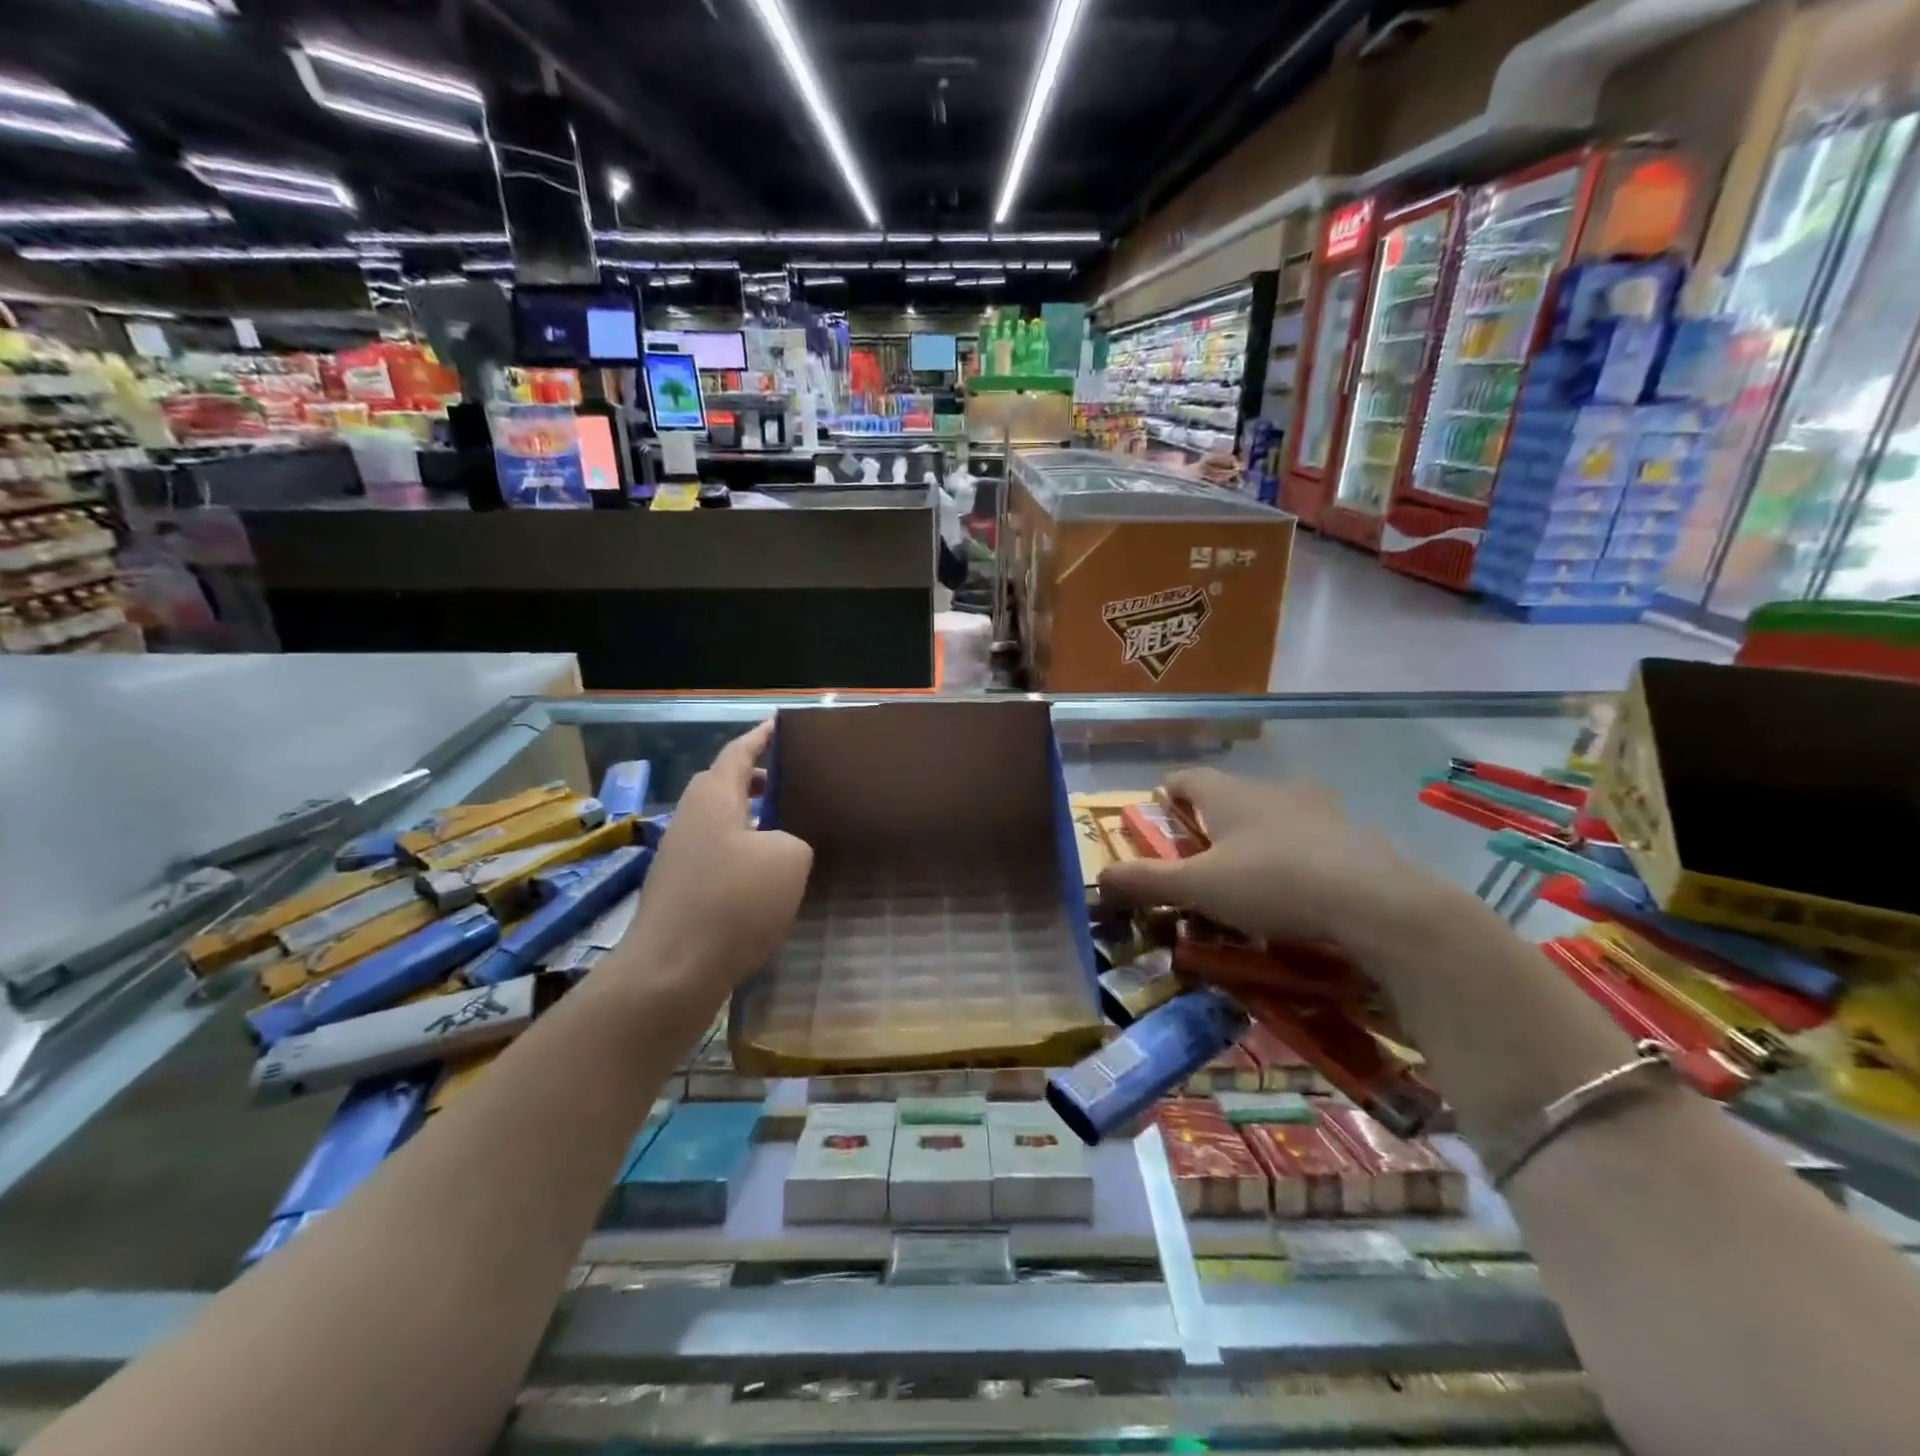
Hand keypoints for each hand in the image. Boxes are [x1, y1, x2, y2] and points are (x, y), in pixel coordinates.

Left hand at [616, 722, 811, 1005]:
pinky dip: (742, 855)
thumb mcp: (789, 859)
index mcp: (714, 797)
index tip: (780, 725)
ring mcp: (679, 857)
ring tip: (788, 831)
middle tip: (793, 782)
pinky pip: (717, 857)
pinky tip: (767, 880)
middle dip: (757, 780)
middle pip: (725, 786)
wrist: (671, 973)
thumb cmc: (733, 902)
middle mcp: (690, 819)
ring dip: (751, 822)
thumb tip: (779, 849)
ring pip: (721, 824)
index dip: (761, 737)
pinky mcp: (679, 892)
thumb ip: (793, 840)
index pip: (738, 752)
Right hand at [1098, 768, 1440, 947]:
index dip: (1167, 794)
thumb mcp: (1199, 888)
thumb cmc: (1273, 884)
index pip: (1185, 777)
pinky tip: (1300, 888)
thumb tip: (1097, 879)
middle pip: (1228, 794)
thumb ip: (1146, 882)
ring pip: (1272, 812)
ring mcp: (1317, 807)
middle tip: (1200, 858)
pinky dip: (1296, 853)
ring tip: (1250, 874)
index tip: (1160, 818)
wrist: (1377, 903)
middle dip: (1210, 821)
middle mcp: (1270, 788)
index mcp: (1228, 793)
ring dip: (1256, 835)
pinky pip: (1311, 835)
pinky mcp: (1353, 833)